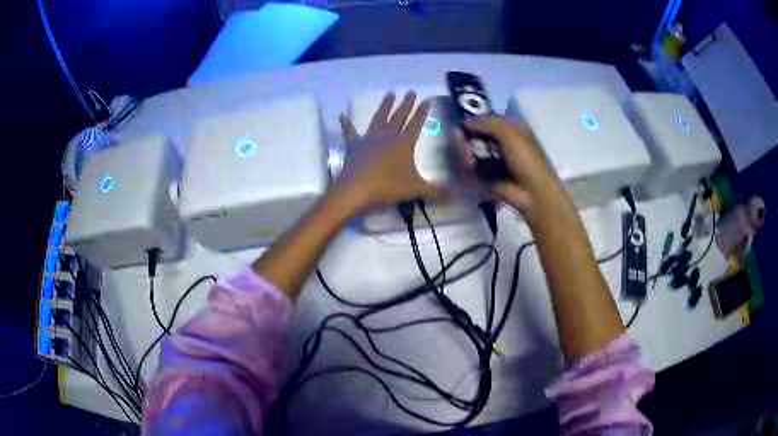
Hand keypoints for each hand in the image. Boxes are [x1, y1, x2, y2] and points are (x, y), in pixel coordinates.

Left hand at [334, 92, 442, 212]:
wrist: (356, 190)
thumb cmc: (388, 187)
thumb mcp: (415, 190)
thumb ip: (433, 191)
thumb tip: (450, 196)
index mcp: (404, 144)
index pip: (416, 124)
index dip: (422, 112)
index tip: (427, 99)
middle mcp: (387, 137)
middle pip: (399, 117)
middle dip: (406, 104)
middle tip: (410, 91)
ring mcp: (369, 139)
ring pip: (379, 119)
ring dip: (385, 106)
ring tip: (389, 93)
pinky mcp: (353, 146)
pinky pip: (349, 132)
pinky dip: (346, 123)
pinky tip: (342, 115)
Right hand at [455, 115, 562, 213]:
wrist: (533, 192)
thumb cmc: (527, 159)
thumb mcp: (511, 134)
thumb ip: (488, 122)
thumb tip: (465, 121)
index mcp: (512, 129)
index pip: (489, 118)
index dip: (475, 118)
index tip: (461, 120)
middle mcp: (503, 142)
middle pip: (479, 134)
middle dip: (467, 134)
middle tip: (458, 137)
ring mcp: (495, 159)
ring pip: (474, 149)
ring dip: (467, 149)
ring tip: (466, 154)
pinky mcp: (488, 175)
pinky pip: (473, 165)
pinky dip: (469, 163)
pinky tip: (468, 163)